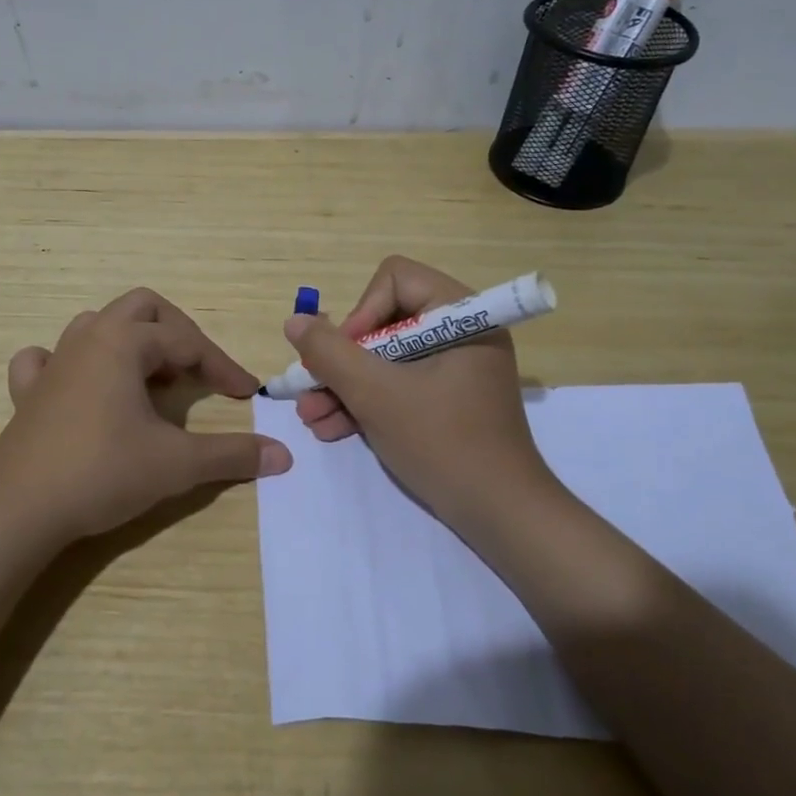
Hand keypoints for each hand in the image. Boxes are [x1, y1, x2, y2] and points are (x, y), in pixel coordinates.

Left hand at [0, 288, 292, 540]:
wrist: (18, 510)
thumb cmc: (102, 472)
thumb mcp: (176, 464)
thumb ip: (231, 455)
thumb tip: (283, 454)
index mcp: (124, 343)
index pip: (188, 342)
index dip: (223, 366)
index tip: (247, 395)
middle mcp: (88, 339)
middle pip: (142, 309)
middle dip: (177, 333)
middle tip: (197, 370)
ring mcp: (53, 363)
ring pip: (97, 326)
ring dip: (131, 343)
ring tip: (150, 379)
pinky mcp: (27, 393)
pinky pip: (46, 359)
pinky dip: (69, 363)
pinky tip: (81, 386)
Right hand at [286, 255, 551, 522]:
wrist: (500, 516)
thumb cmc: (443, 442)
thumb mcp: (377, 394)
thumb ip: (330, 353)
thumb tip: (295, 322)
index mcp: (461, 315)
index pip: (395, 279)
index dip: (361, 312)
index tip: (344, 355)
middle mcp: (460, 332)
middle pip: (384, 321)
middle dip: (342, 360)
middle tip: (311, 389)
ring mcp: (454, 368)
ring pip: (385, 358)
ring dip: (345, 385)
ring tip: (311, 418)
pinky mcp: (446, 400)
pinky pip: (398, 385)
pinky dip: (366, 403)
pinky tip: (330, 428)